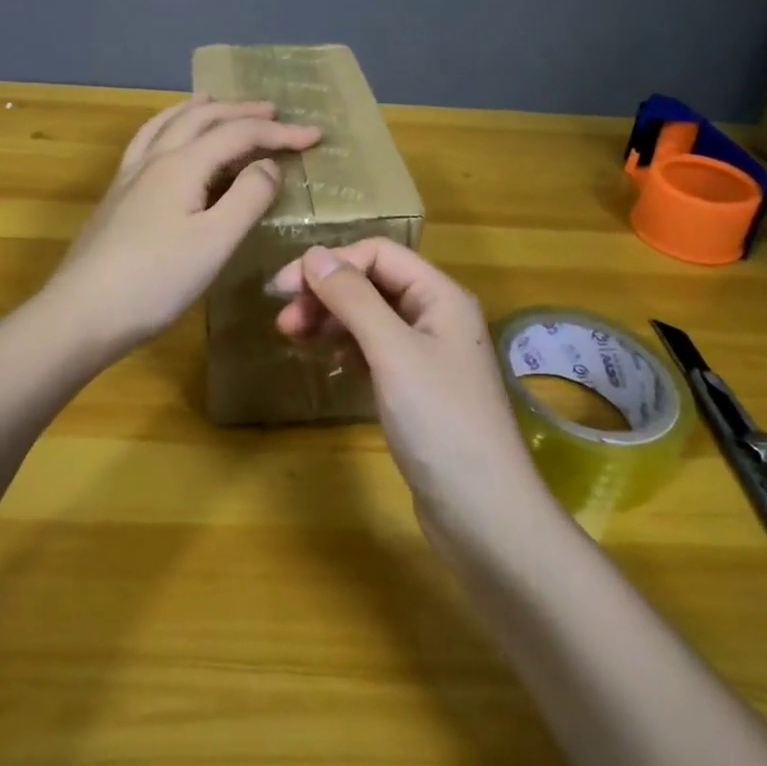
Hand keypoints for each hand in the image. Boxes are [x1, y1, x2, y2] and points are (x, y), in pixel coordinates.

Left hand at [48, 96, 321, 354]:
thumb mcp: (215, 241)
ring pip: (166, 125)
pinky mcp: (117, 197)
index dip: (279, 132)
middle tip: (273, 111)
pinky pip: (147, 142)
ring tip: (213, 101)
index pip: (238, 134)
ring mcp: (129, 177)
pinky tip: (166, 142)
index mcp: (182, 165)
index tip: (315, 135)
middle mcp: (154, 159)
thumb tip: (268, 165)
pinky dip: (167, 128)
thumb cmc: (156, 280)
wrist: (82, 313)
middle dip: (240, 111)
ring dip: (197, 110)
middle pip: (201, 119)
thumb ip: (248, 198)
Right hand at [270, 240, 546, 538]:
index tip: (285, 288)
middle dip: (326, 293)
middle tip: (284, 321)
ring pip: (371, 317)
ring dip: (331, 319)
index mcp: (440, 296)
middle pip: (373, 284)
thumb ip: (353, 299)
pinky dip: (347, 347)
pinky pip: (375, 350)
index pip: (379, 254)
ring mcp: (428, 354)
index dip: (331, 263)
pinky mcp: (417, 388)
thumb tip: (313, 254)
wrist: (482, 512)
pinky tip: (327, 358)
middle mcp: (437, 316)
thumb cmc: (440, 421)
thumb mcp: (392, 352)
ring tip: (292, 337)